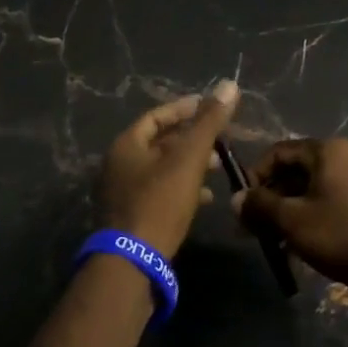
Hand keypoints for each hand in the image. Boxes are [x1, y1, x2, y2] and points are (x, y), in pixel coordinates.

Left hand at [98, 80, 239, 256]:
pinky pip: (159, 194)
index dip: (184, 109)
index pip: (156, 116)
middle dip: (191, 140)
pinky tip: (205, 199)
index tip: (210, 107)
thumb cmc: (159, 203)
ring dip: (189, 165)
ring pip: (160, 170)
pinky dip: (182, 189)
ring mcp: (122, 194)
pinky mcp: (131, 219)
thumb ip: (209, 123)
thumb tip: (230, 84)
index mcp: (126, 145)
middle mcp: (118, 166)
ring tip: (218, 167)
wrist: (132, 262)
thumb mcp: (188, 159)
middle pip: (158, 143)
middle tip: (220, 140)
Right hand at [234, 137, 347, 296]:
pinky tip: (297, 248)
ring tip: (272, 243)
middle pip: (294, 172)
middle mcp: (344, 159)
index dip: (255, 176)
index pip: (278, 152)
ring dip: (287, 214)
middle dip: (270, 200)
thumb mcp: (293, 220)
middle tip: (252, 229)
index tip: (242, 205)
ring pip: (310, 192)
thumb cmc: (342, 233)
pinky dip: (309, 221)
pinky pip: (328, 206)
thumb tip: (236, 200)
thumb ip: (261, 206)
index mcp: (327, 151)